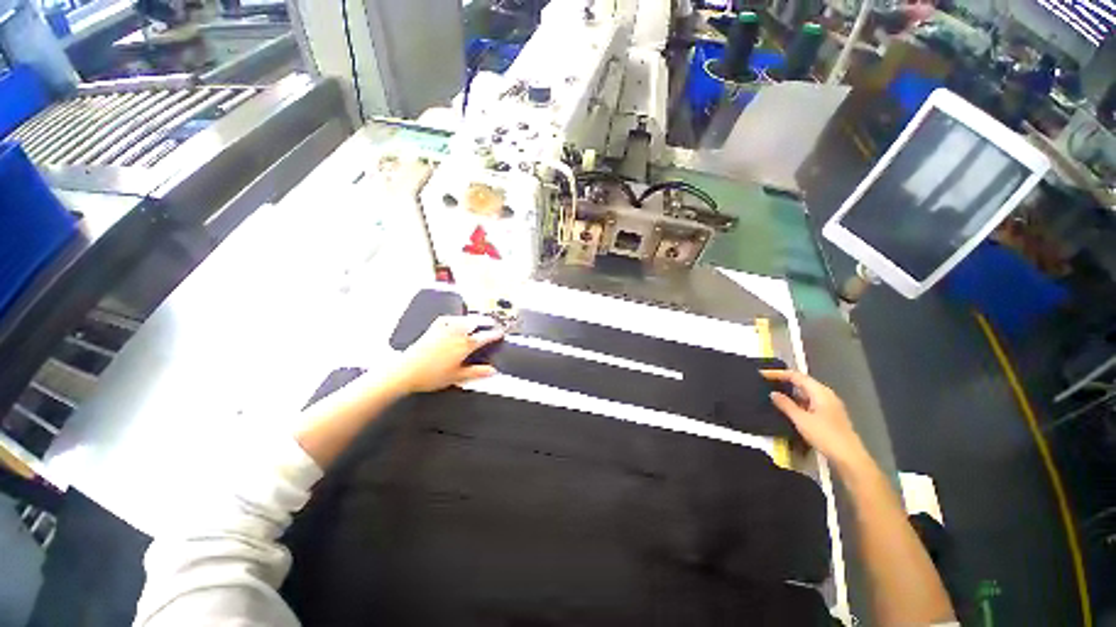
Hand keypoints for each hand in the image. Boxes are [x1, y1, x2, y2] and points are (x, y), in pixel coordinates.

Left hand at [391, 315, 503, 394]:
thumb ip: (477, 372)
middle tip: (491, 323)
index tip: (500, 333)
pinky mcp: (432, 330)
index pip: (484, 337)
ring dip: (472, 319)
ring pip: (462, 320)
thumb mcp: (457, 377)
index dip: (494, 335)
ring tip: (477, 320)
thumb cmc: (431, 376)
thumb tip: (492, 371)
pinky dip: (453, 318)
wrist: (406, 371)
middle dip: (485, 322)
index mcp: (464, 346)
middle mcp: (456, 334)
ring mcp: (444, 330)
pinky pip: (446, 320)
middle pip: (475, 324)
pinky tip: (455, 320)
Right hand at [761, 370, 869, 471]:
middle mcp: (826, 394)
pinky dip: (797, 401)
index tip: (762, 374)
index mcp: (820, 391)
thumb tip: (773, 393)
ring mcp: (829, 405)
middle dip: (784, 381)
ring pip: (806, 393)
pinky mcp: (829, 415)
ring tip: (773, 394)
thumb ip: (786, 405)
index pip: (796, 376)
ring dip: (790, 392)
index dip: (778, 373)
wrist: (849, 457)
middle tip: (765, 383)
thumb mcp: (801, 420)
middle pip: (802, 382)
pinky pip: (809, 401)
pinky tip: (788, 408)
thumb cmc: (825, 436)